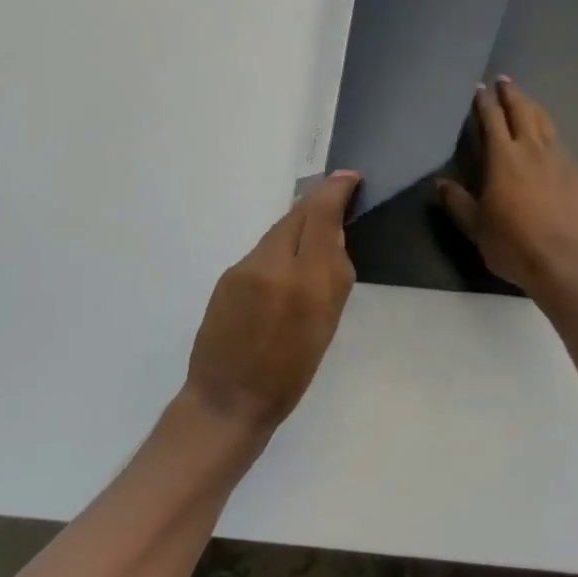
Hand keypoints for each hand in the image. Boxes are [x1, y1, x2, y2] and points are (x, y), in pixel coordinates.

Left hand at [184, 171, 360, 431]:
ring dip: (300, 224)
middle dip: (319, 200)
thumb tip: (334, 237)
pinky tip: (286, 265)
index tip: (349, 177)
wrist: (228, 399)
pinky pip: (263, 249)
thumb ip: (333, 276)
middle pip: (298, 214)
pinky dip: (280, 247)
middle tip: (338, 194)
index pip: (322, 217)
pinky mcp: (228, 276)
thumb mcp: (326, 325)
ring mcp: (246, 267)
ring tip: (315, 232)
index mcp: (307, 282)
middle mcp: (274, 264)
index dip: (336, 191)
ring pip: (280, 230)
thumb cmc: (290, 373)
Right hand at [437, 77, 577, 292]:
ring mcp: (559, 159)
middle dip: (511, 93)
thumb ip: (458, 202)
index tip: (479, 88)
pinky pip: (560, 144)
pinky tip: (549, 142)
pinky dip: (550, 135)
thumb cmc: (514, 244)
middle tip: (504, 81)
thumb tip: (439, 183)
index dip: (484, 102)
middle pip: (522, 111)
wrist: (567, 261)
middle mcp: (532, 149)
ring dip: (533, 107)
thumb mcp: (477, 227)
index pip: (491, 119)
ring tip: (527, 101)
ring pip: (545, 123)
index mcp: (503, 157)